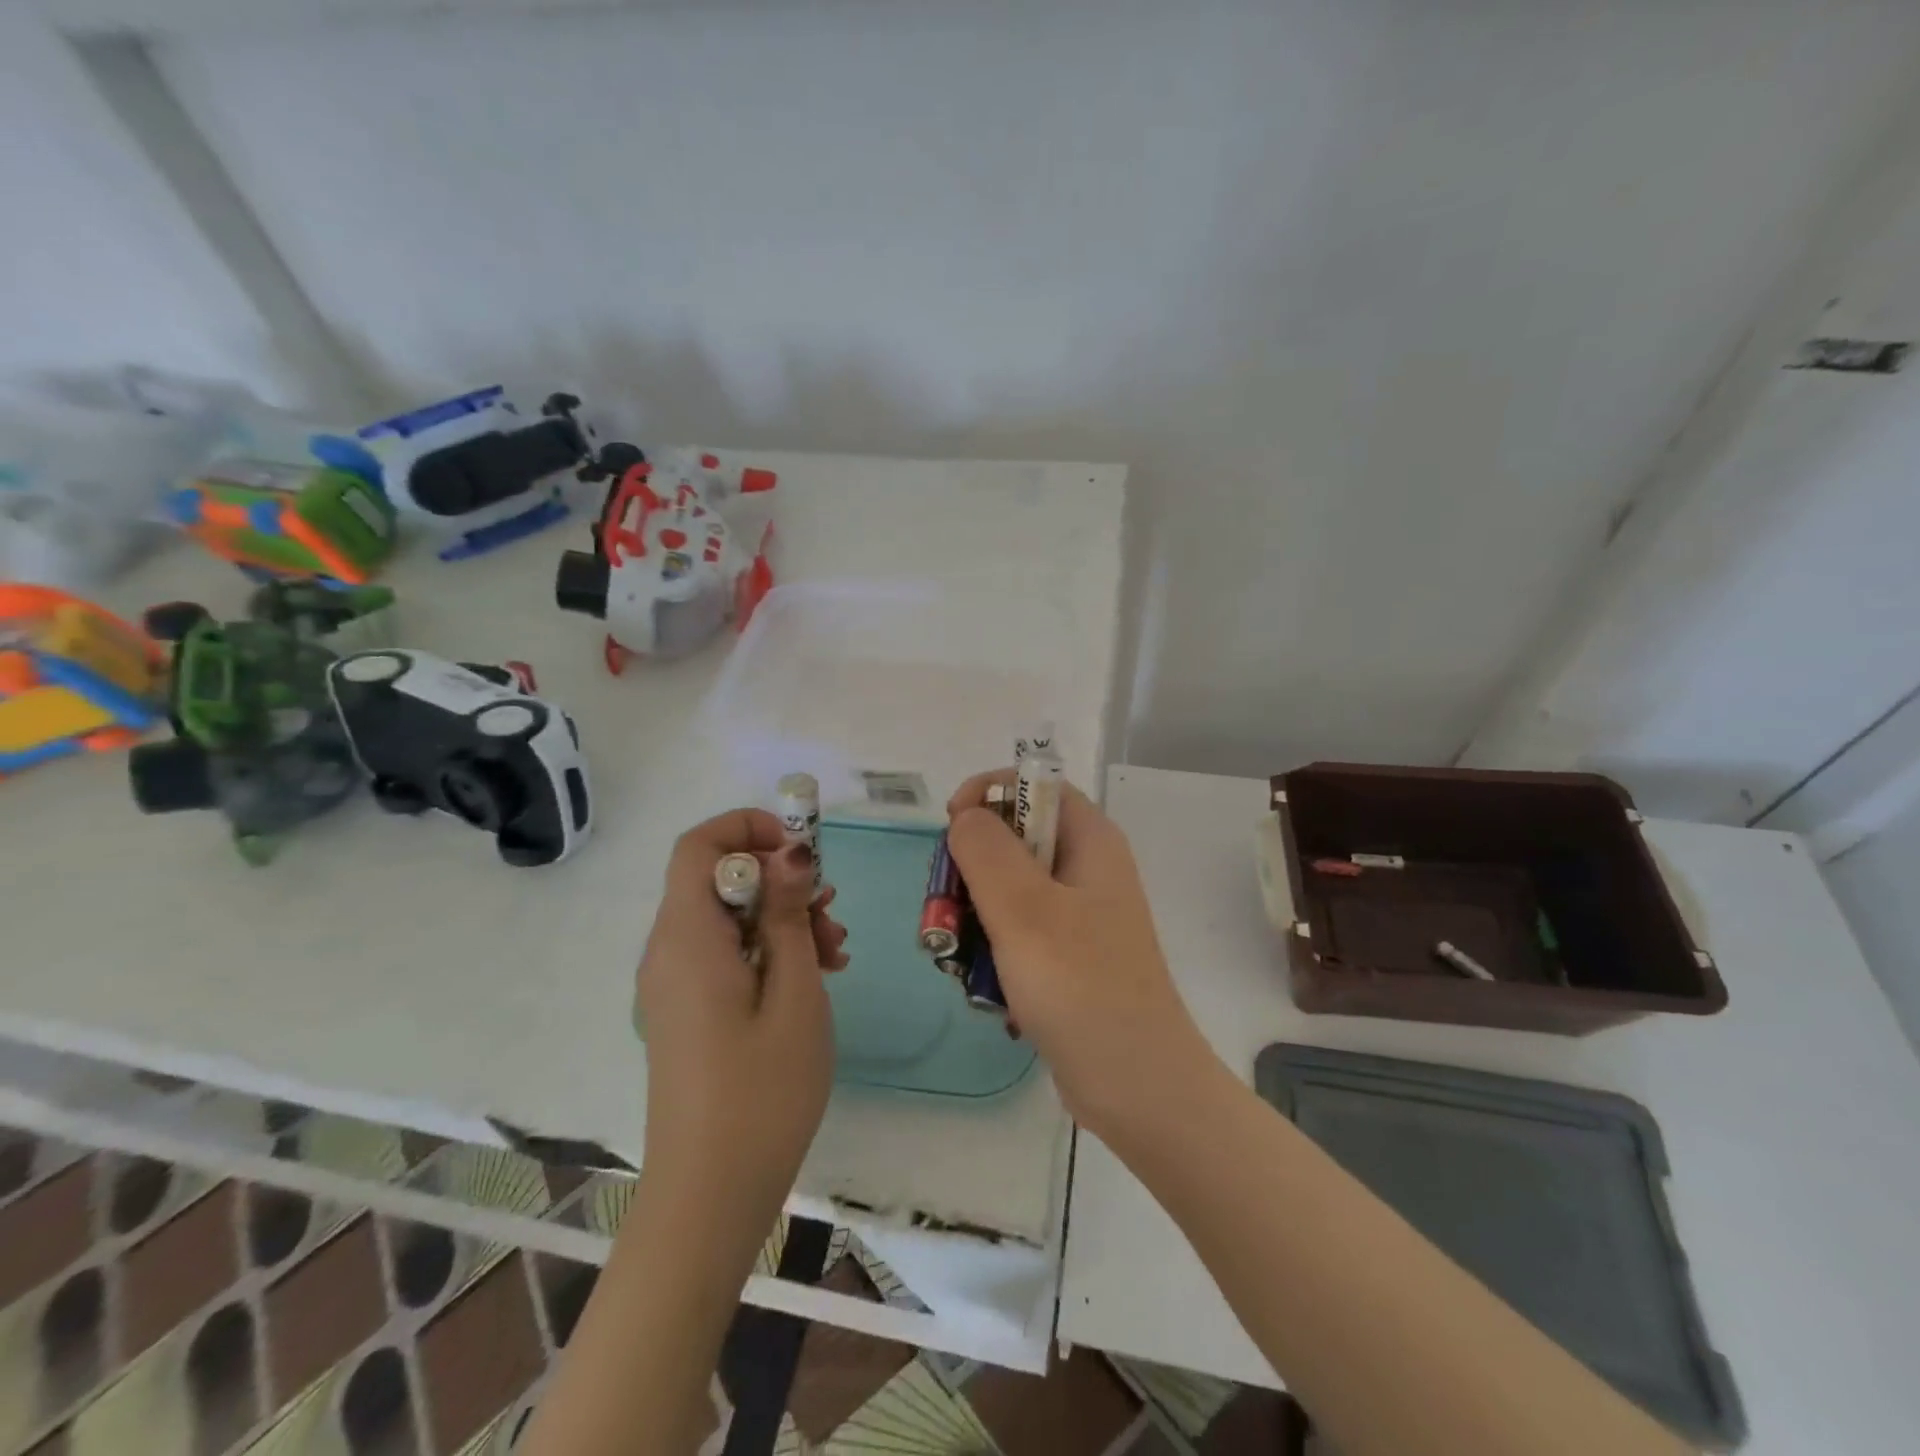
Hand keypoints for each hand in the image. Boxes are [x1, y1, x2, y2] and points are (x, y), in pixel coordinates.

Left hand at [636, 809, 848, 1215]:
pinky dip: (767, 949)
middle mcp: (669, 952)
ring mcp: (674, 984)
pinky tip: (812, 977)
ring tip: (835, 954)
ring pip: (727, 917)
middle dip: (779, 880)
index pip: (700, 846)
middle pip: (718, 879)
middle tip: (831, 913)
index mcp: (687, 939)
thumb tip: (790, 851)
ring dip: (781, 918)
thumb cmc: (761, 1092)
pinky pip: (725, 954)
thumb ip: (788, 914)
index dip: (749, 829)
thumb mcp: (794, 992)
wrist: (711, 1197)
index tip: (803, 852)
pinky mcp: (686, 1011)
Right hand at [947, 773, 1210, 1140]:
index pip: (1036, 785)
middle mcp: (1088, 869)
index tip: (951, 828)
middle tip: (948, 908)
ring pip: (1009, 889)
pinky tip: (986, 988)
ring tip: (961, 958)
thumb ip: (986, 850)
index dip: (989, 793)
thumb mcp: (1025, 909)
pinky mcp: (1068, 956)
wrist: (1136, 1085)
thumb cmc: (1081, 986)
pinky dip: (993, 950)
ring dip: (975, 916)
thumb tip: (966, 817)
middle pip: (1015, 838)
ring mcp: (1079, 915)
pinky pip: (1018, 932)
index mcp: (1091, 841)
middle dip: (971, 868)